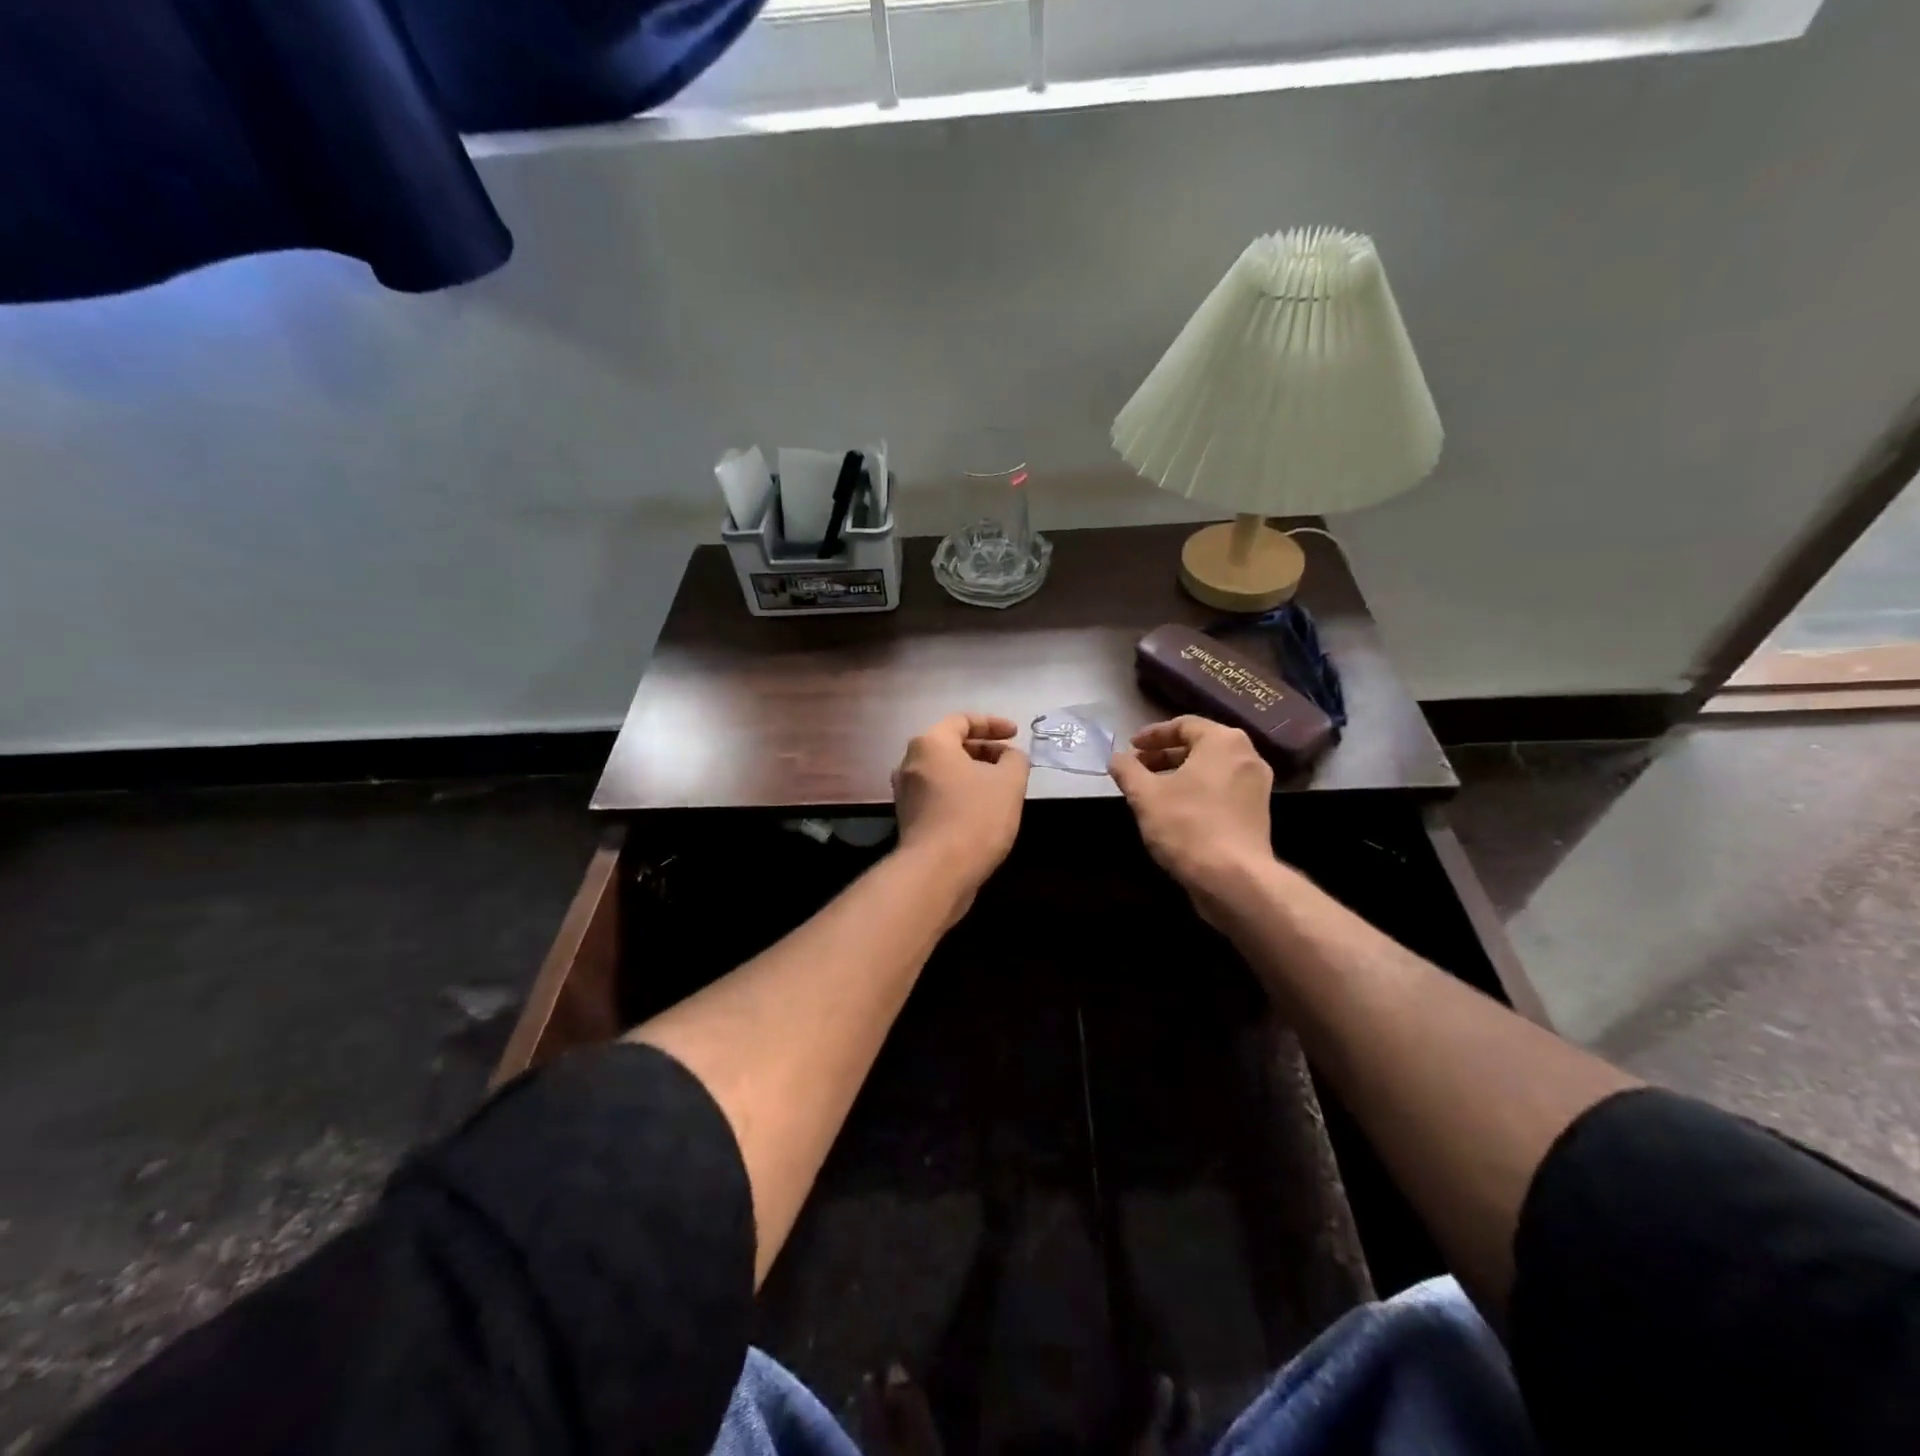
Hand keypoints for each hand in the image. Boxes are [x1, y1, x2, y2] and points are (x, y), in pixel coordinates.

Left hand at [892, 713, 1029, 899]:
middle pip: (950, 745)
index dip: (993, 724)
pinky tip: (983, 810)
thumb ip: (1015, 760)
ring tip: (1000, 786)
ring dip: (973, 773)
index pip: (962, 720)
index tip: (1016, 734)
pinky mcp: (909, 819)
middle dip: (984, 750)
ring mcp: (905, 793)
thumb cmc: (975, 816)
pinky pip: (938, 794)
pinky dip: (960, 793)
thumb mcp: (1009, 782)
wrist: (937, 872)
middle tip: (1010, 761)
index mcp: (930, 744)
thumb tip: (1010, 756)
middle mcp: (910, 763)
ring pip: (944, 772)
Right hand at [1109, 717, 1273, 917]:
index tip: (1131, 748)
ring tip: (1152, 790)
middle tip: (1138, 768)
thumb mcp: (1145, 795)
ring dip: (1180, 774)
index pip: (1184, 724)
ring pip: (1212, 769)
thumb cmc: (1187, 825)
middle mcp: (1247, 756)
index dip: (1152, 734)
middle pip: (1200, 745)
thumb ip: (1127, 770)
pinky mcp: (1257, 813)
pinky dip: (1198, 791)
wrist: (1234, 878)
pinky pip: (1222, 790)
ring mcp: (1257, 786)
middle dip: (1165, 755)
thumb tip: (1116, 758)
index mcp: (1223, 741)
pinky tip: (1175, 811)